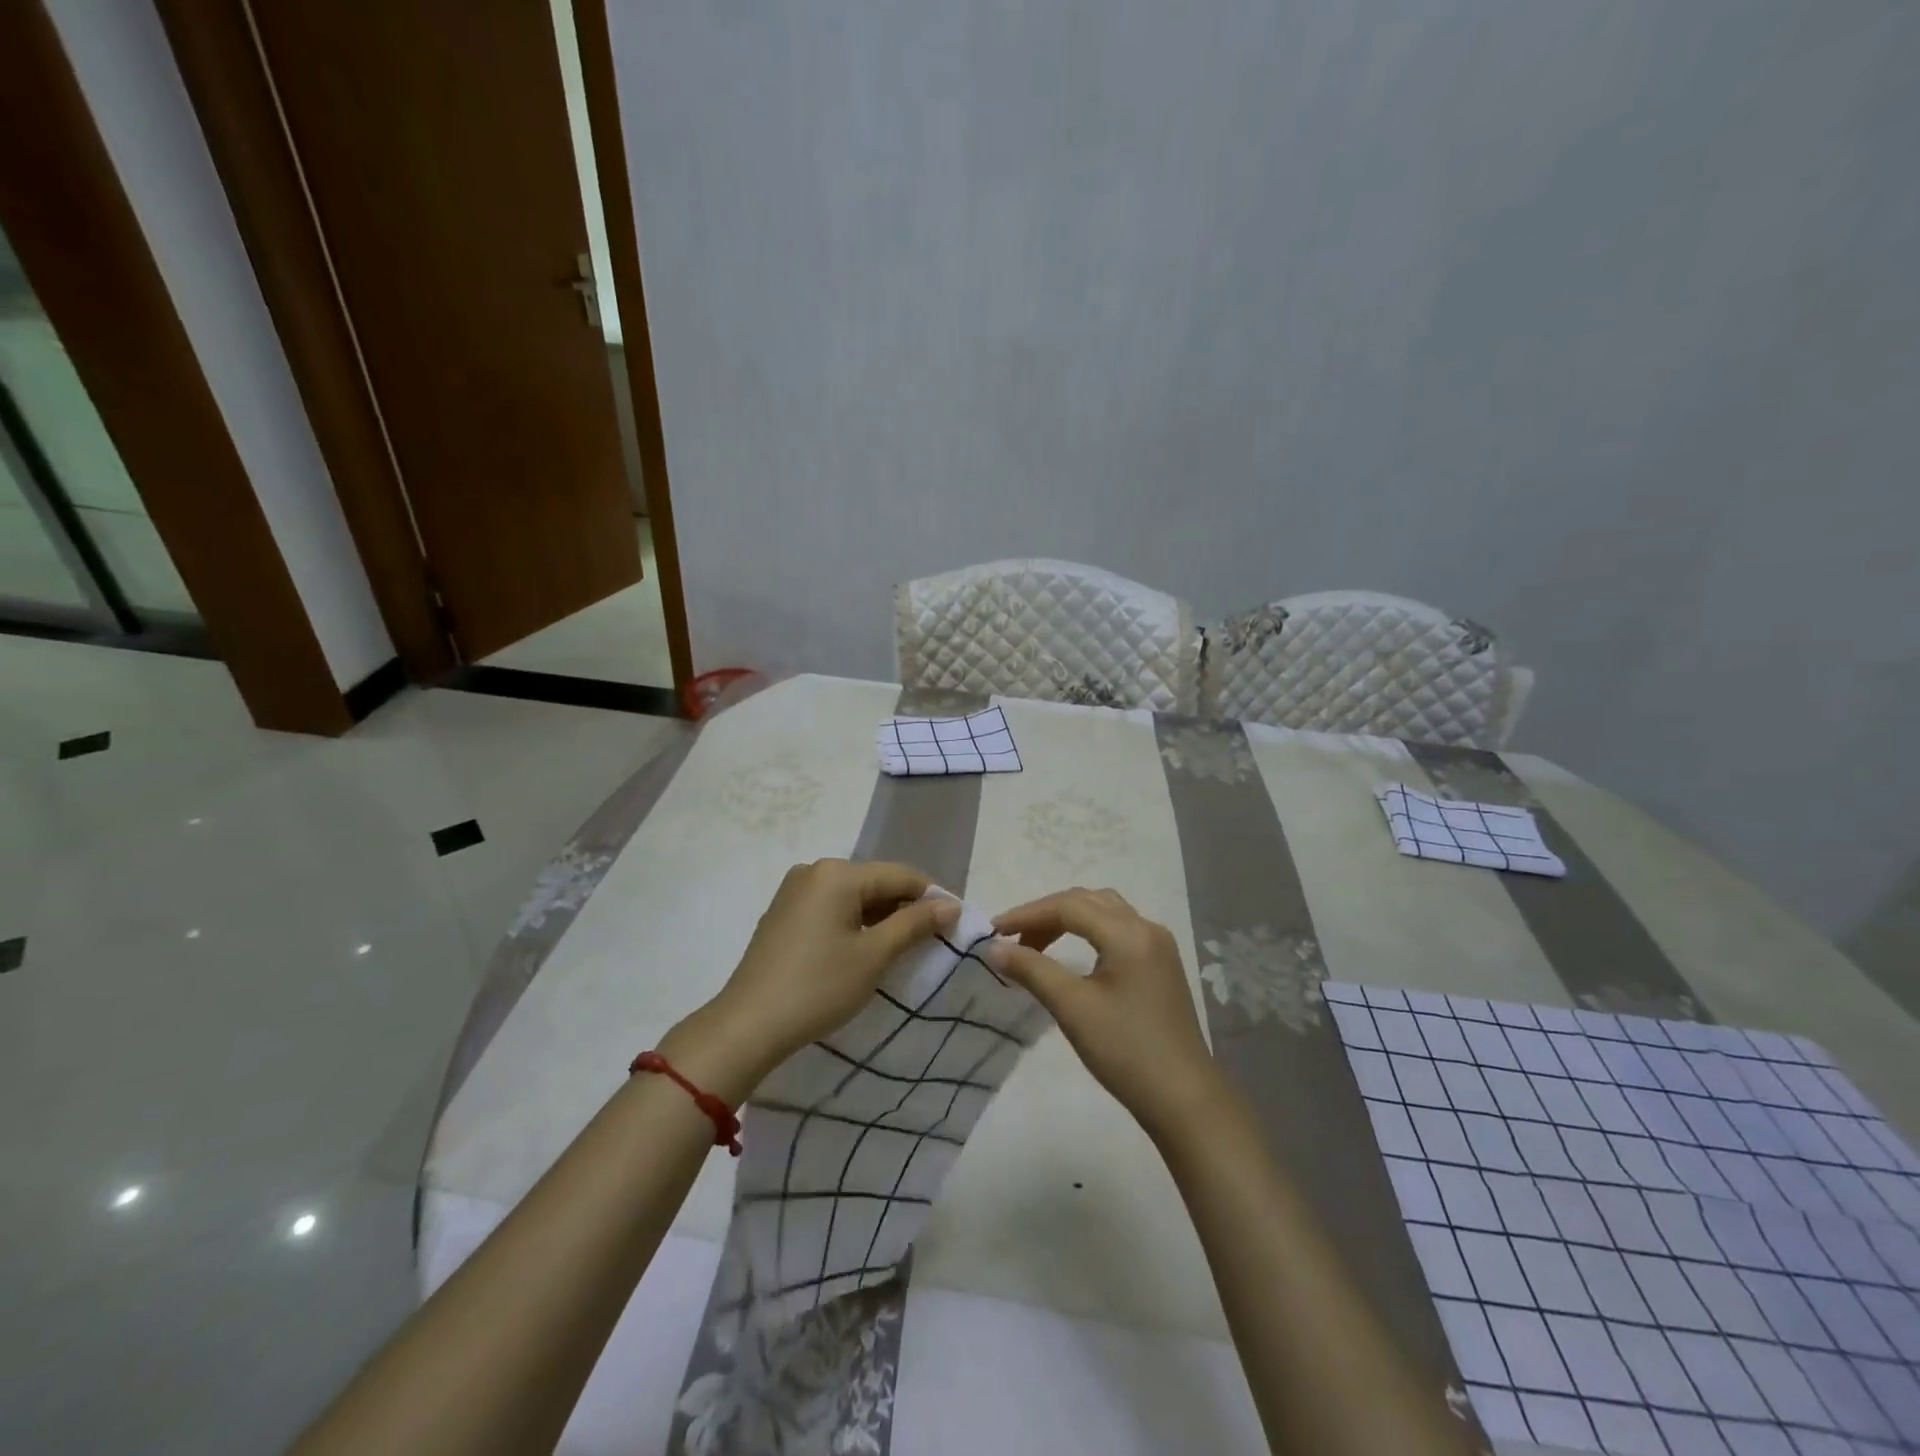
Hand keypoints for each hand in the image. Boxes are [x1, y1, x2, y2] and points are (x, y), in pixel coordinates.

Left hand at [700, 860, 959, 1085]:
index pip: (900, 875)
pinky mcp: (783, 912)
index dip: (931, 897)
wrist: (748, 1025)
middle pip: (875, 882)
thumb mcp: (874, 955)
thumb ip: (915, 924)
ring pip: (853, 896)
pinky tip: (864, 949)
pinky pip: (830, 907)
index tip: (954, 925)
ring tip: (902, 948)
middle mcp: (814, 871)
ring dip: (879, 917)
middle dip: (904, 908)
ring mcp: (794, 890)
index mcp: (837, 873)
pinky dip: (853, 923)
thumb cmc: (818, 987)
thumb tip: (950, 904)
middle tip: (930, 941)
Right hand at [990, 888, 1221, 1141]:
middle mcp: (1146, 928)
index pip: (1068, 907)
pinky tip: (1073, 956)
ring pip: (1105, 911)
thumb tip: (994, 948)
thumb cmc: (1125, 1051)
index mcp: (1128, 933)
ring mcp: (1159, 945)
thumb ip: (1032, 970)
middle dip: (1046, 914)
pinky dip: (1089, 931)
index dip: (1027, 914)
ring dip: (1068, 919)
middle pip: (1087, 901)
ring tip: (1037, 945)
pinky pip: (1119, 929)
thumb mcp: (1072, 1008)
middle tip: (1013, 939)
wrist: (1184, 1098)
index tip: (994, 931)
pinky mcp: (1162, 964)